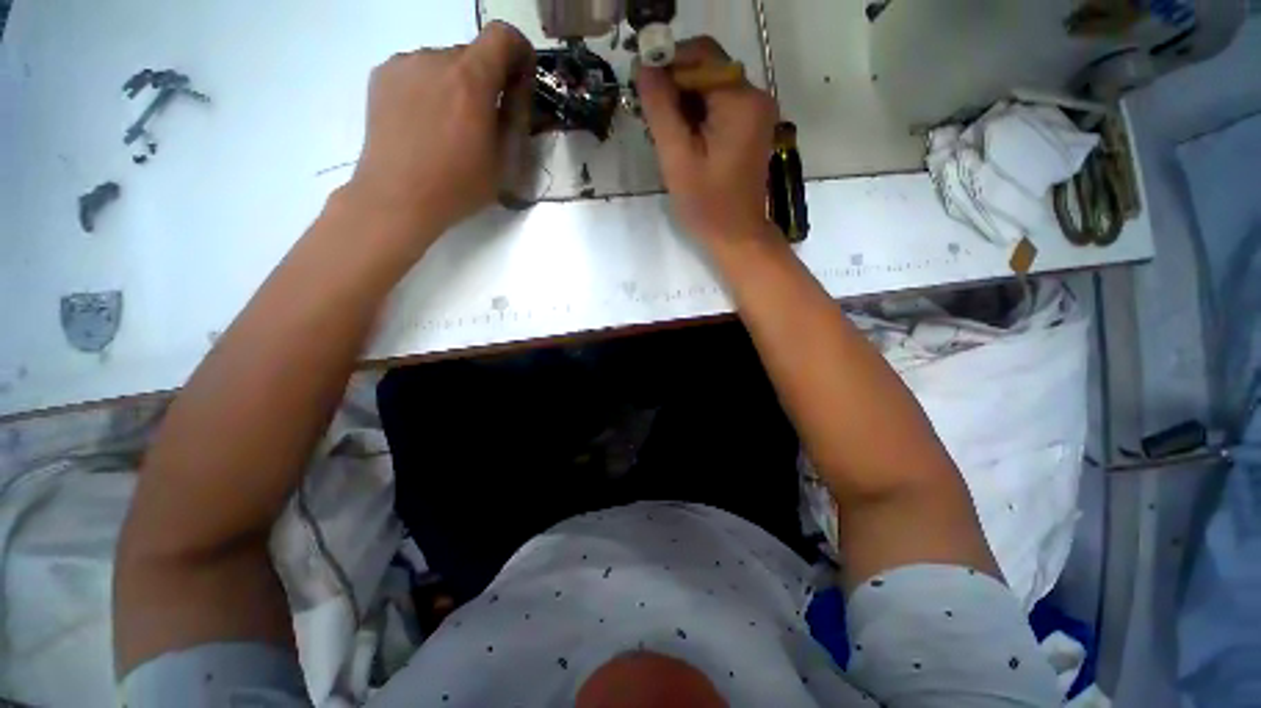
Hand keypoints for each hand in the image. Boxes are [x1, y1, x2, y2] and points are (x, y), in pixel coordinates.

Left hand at [344, 22, 534, 252]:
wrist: (397, 197)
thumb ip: (516, 117)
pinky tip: (425, 123)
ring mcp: (404, 63)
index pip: (503, 35)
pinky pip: (418, 70)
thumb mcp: (505, 161)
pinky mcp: (382, 74)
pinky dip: (430, 88)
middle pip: (474, 54)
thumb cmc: (459, 186)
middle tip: (484, 120)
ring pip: (445, 63)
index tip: (519, 80)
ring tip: (450, 127)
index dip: (519, 52)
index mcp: (471, 80)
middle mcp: (436, 58)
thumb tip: (518, 88)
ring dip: (457, 85)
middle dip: (487, 80)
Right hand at [638, 37, 779, 246]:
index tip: (641, 89)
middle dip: (674, 86)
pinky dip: (696, 116)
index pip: (701, 55)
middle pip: (707, 69)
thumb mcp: (677, 159)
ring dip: (682, 103)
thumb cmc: (707, 206)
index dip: (667, 64)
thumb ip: (661, 110)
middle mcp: (755, 97)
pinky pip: (718, 106)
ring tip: (663, 134)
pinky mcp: (749, 128)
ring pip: (710, 88)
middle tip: (650, 117)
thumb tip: (644, 67)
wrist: (736, 237)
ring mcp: (755, 113)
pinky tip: (682, 140)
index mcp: (740, 101)